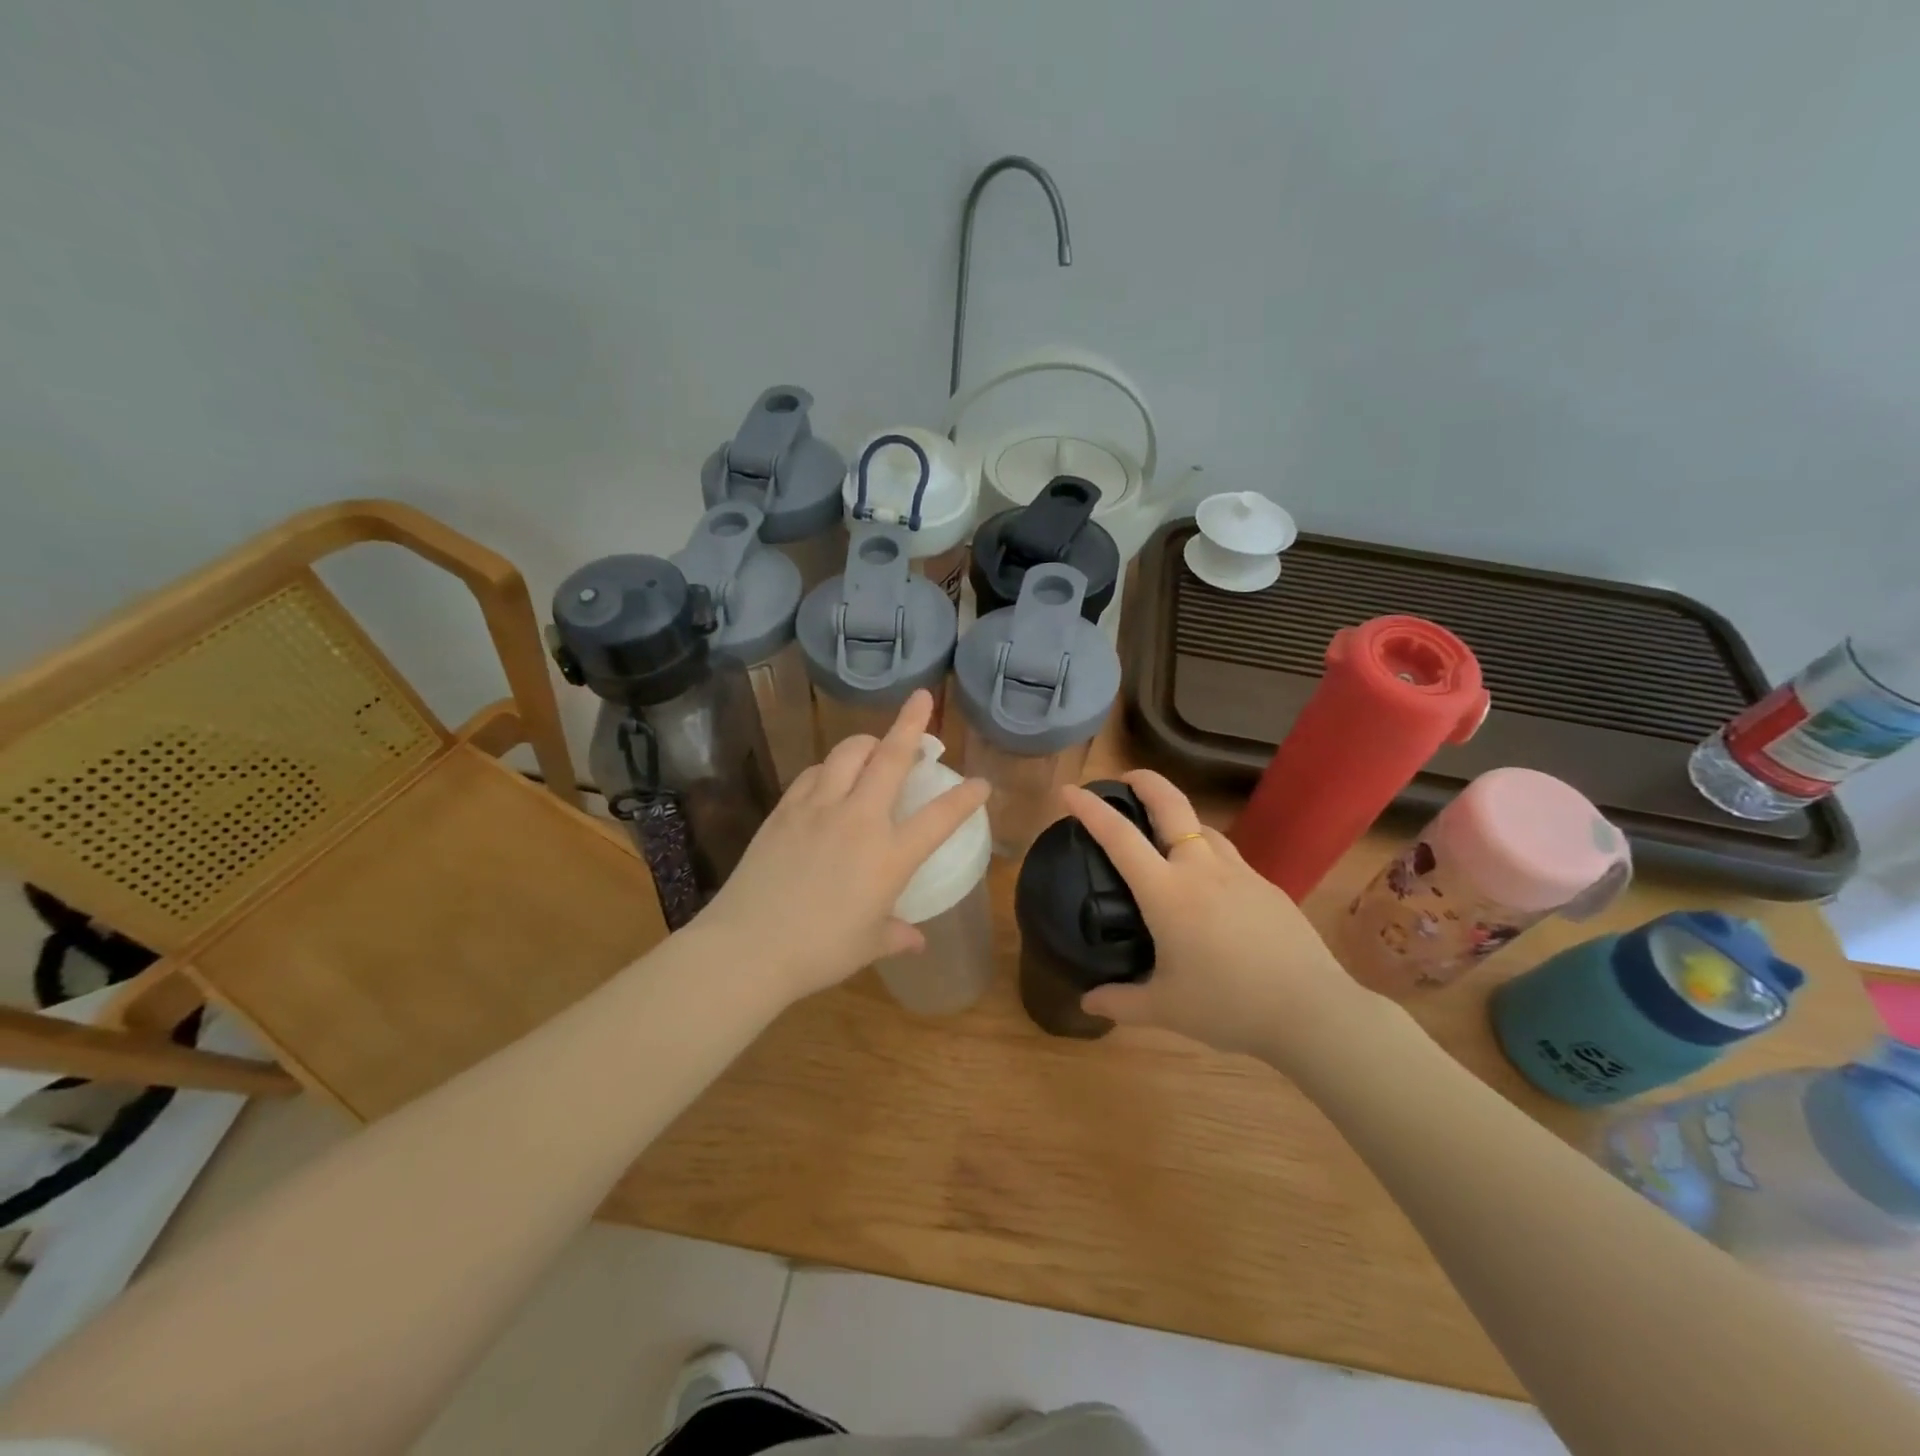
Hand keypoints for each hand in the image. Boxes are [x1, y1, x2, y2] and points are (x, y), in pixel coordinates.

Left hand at [695, 690, 989, 1005]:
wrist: (748, 947)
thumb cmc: (819, 951)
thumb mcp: (869, 945)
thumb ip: (897, 934)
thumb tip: (916, 939)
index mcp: (890, 855)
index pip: (940, 817)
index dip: (966, 797)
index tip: (982, 783)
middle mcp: (859, 819)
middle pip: (891, 758)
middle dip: (912, 723)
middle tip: (923, 699)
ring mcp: (818, 808)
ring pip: (848, 754)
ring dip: (868, 741)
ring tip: (876, 745)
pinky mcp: (785, 809)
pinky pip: (813, 773)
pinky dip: (829, 767)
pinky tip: (830, 777)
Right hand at [1062, 770, 1381, 1066]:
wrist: (1312, 1011)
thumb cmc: (1229, 1006)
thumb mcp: (1166, 1009)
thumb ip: (1121, 1003)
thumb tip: (1087, 1002)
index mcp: (1167, 892)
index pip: (1119, 837)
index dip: (1090, 809)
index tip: (1069, 791)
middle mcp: (1201, 869)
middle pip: (1171, 804)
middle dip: (1144, 781)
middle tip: (1125, 780)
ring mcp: (1240, 873)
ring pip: (1203, 827)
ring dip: (1178, 819)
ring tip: (1164, 839)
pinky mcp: (1267, 886)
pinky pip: (1227, 856)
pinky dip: (1207, 854)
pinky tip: (1209, 888)